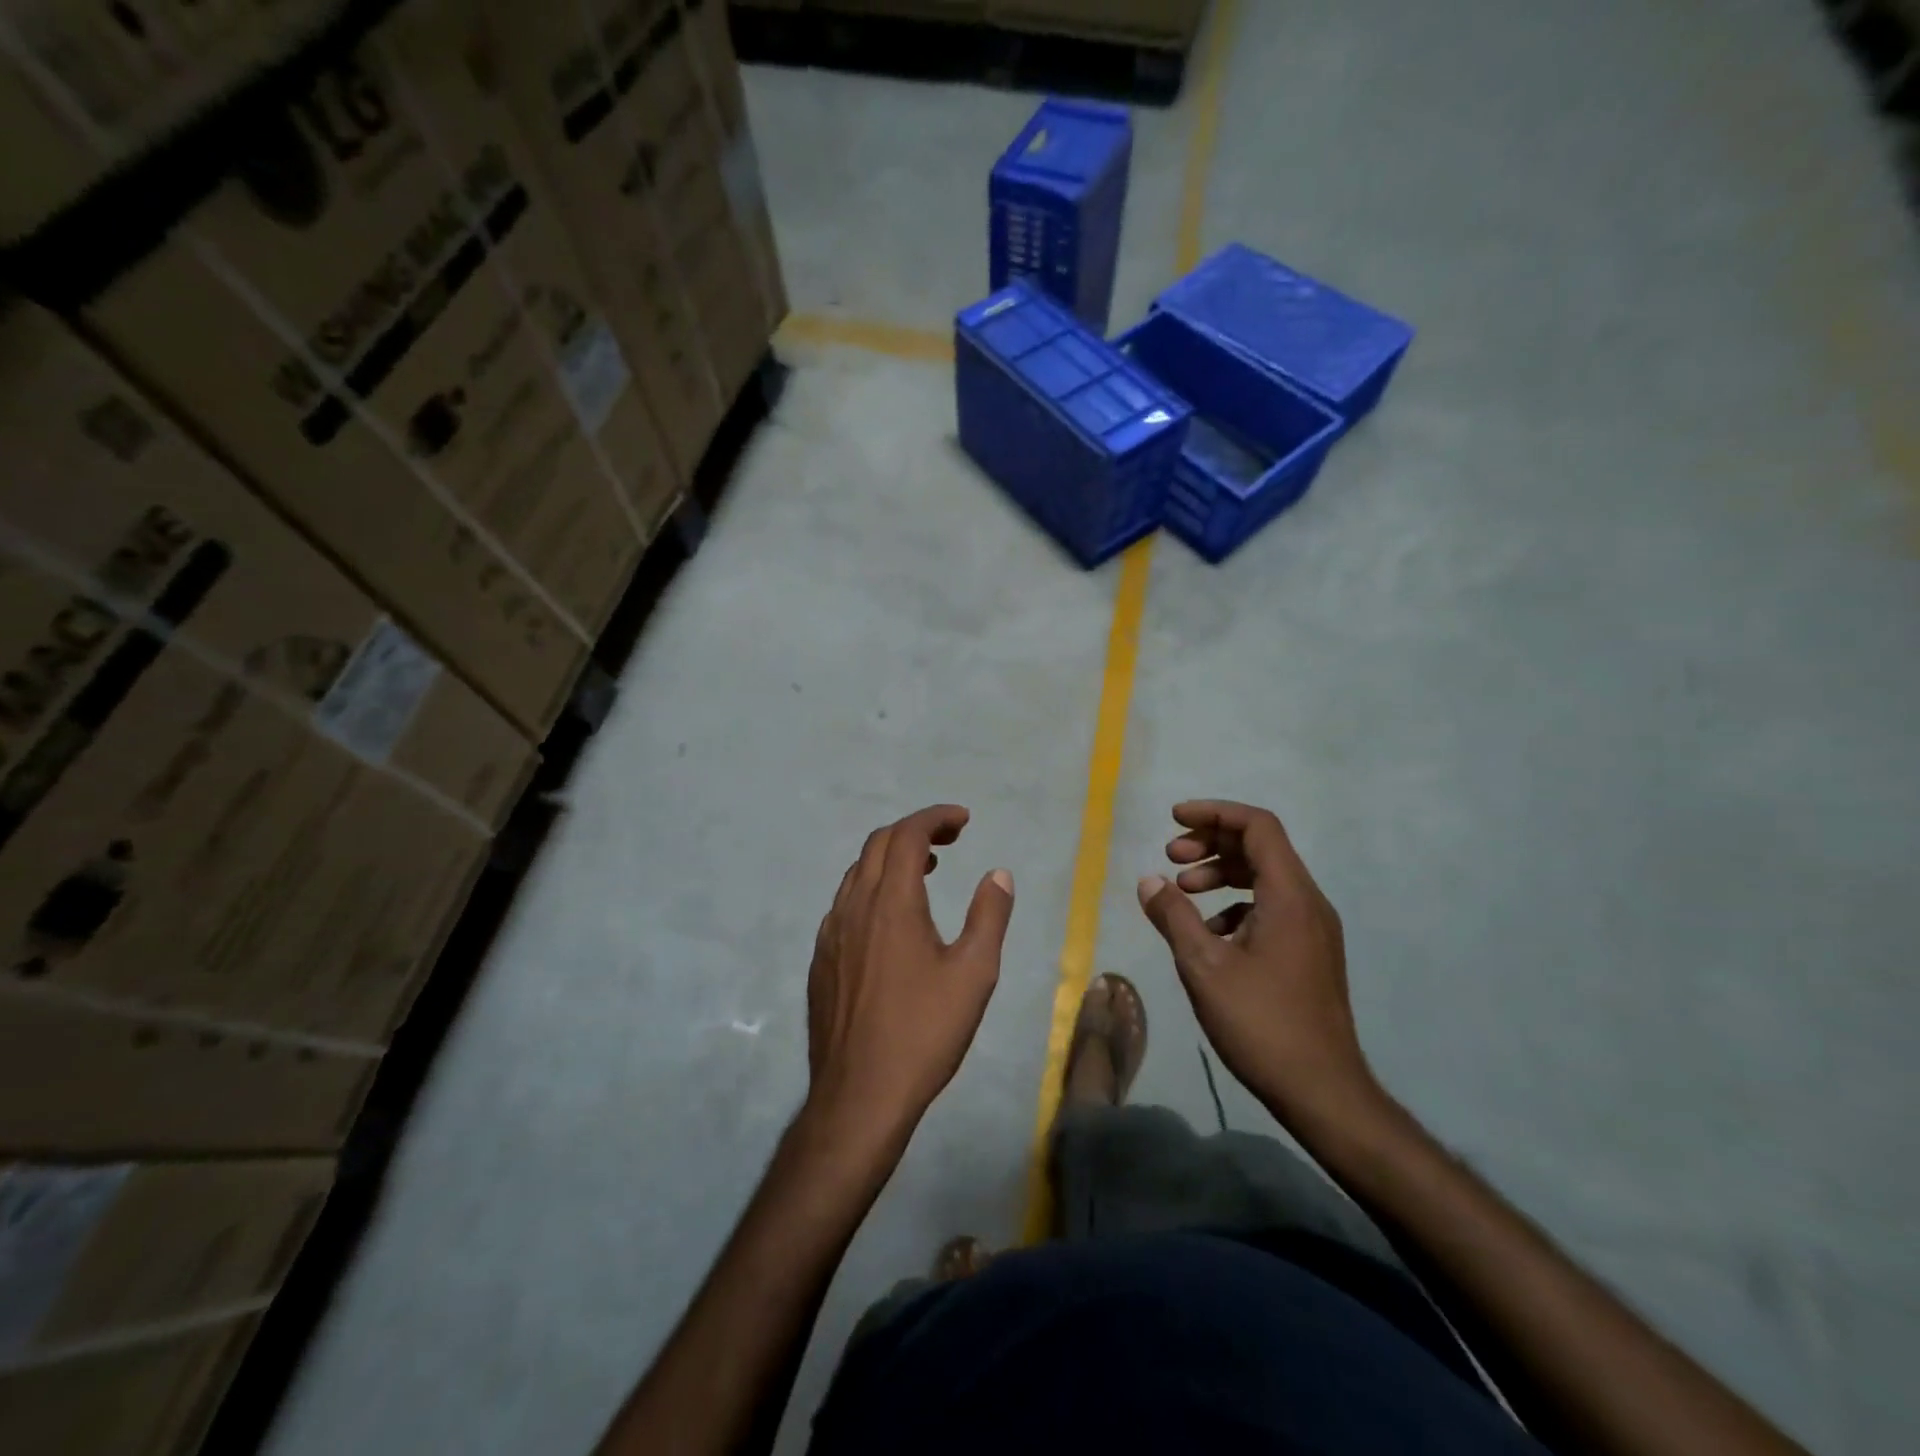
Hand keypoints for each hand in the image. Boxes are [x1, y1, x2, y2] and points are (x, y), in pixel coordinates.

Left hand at [805, 805, 1013, 1150]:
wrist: (859, 1095)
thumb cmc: (923, 1032)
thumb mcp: (974, 974)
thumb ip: (989, 916)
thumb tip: (997, 874)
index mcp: (892, 903)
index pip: (908, 834)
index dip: (936, 817)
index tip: (964, 820)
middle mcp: (854, 906)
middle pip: (878, 844)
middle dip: (916, 830)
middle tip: (951, 840)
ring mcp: (831, 933)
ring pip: (858, 872)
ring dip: (892, 858)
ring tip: (926, 872)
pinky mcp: (821, 959)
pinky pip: (845, 903)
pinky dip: (872, 888)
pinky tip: (892, 920)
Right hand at [1137, 800, 1380, 1128]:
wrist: (1323, 1091)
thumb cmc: (1261, 1023)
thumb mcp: (1204, 966)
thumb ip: (1174, 916)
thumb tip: (1148, 881)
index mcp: (1290, 896)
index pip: (1258, 826)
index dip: (1214, 813)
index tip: (1174, 820)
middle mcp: (1309, 903)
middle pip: (1261, 847)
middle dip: (1211, 843)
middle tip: (1170, 857)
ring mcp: (1313, 930)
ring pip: (1265, 878)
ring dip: (1221, 874)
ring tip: (1182, 891)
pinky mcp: (1310, 953)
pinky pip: (1271, 908)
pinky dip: (1235, 904)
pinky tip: (1207, 933)